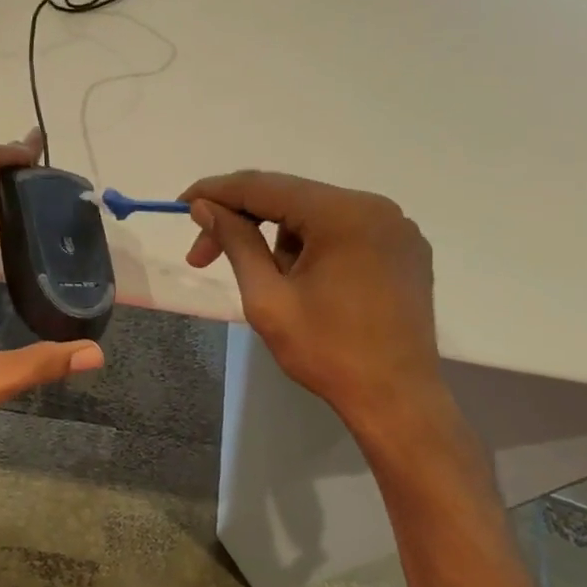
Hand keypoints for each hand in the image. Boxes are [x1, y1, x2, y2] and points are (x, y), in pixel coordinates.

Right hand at [181, 171, 441, 431]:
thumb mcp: (268, 298)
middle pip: (291, 198)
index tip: (182, 205)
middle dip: (244, 222)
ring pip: (316, 215)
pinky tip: (306, 282)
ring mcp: (395, 227)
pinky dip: (314, 246)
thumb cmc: (327, 353)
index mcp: (342, 214)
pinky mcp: (404, 249)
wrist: (396, 400)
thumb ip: (236, 243)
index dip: (217, 192)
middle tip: (203, 257)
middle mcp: (375, 206)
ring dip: (281, 240)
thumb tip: (204, 208)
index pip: (264, 186)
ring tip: (274, 287)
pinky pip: (345, 231)